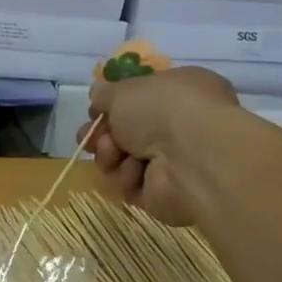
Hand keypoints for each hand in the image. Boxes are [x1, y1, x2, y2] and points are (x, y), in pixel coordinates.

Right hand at [88, 66, 240, 224]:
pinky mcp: (165, 191)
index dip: (113, 106)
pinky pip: (130, 184)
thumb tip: (98, 94)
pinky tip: (132, 173)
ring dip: (109, 155)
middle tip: (91, 138)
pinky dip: (125, 178)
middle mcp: (181, 124)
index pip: (141, 99)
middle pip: (126, 132)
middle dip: (102, 135)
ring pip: (123, 159)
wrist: (190, 157)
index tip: (95, 112)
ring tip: (113, 154)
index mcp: (181, 91)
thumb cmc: (162, 110)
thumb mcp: (124, 89)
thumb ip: (105, 92)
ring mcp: (174, 160)